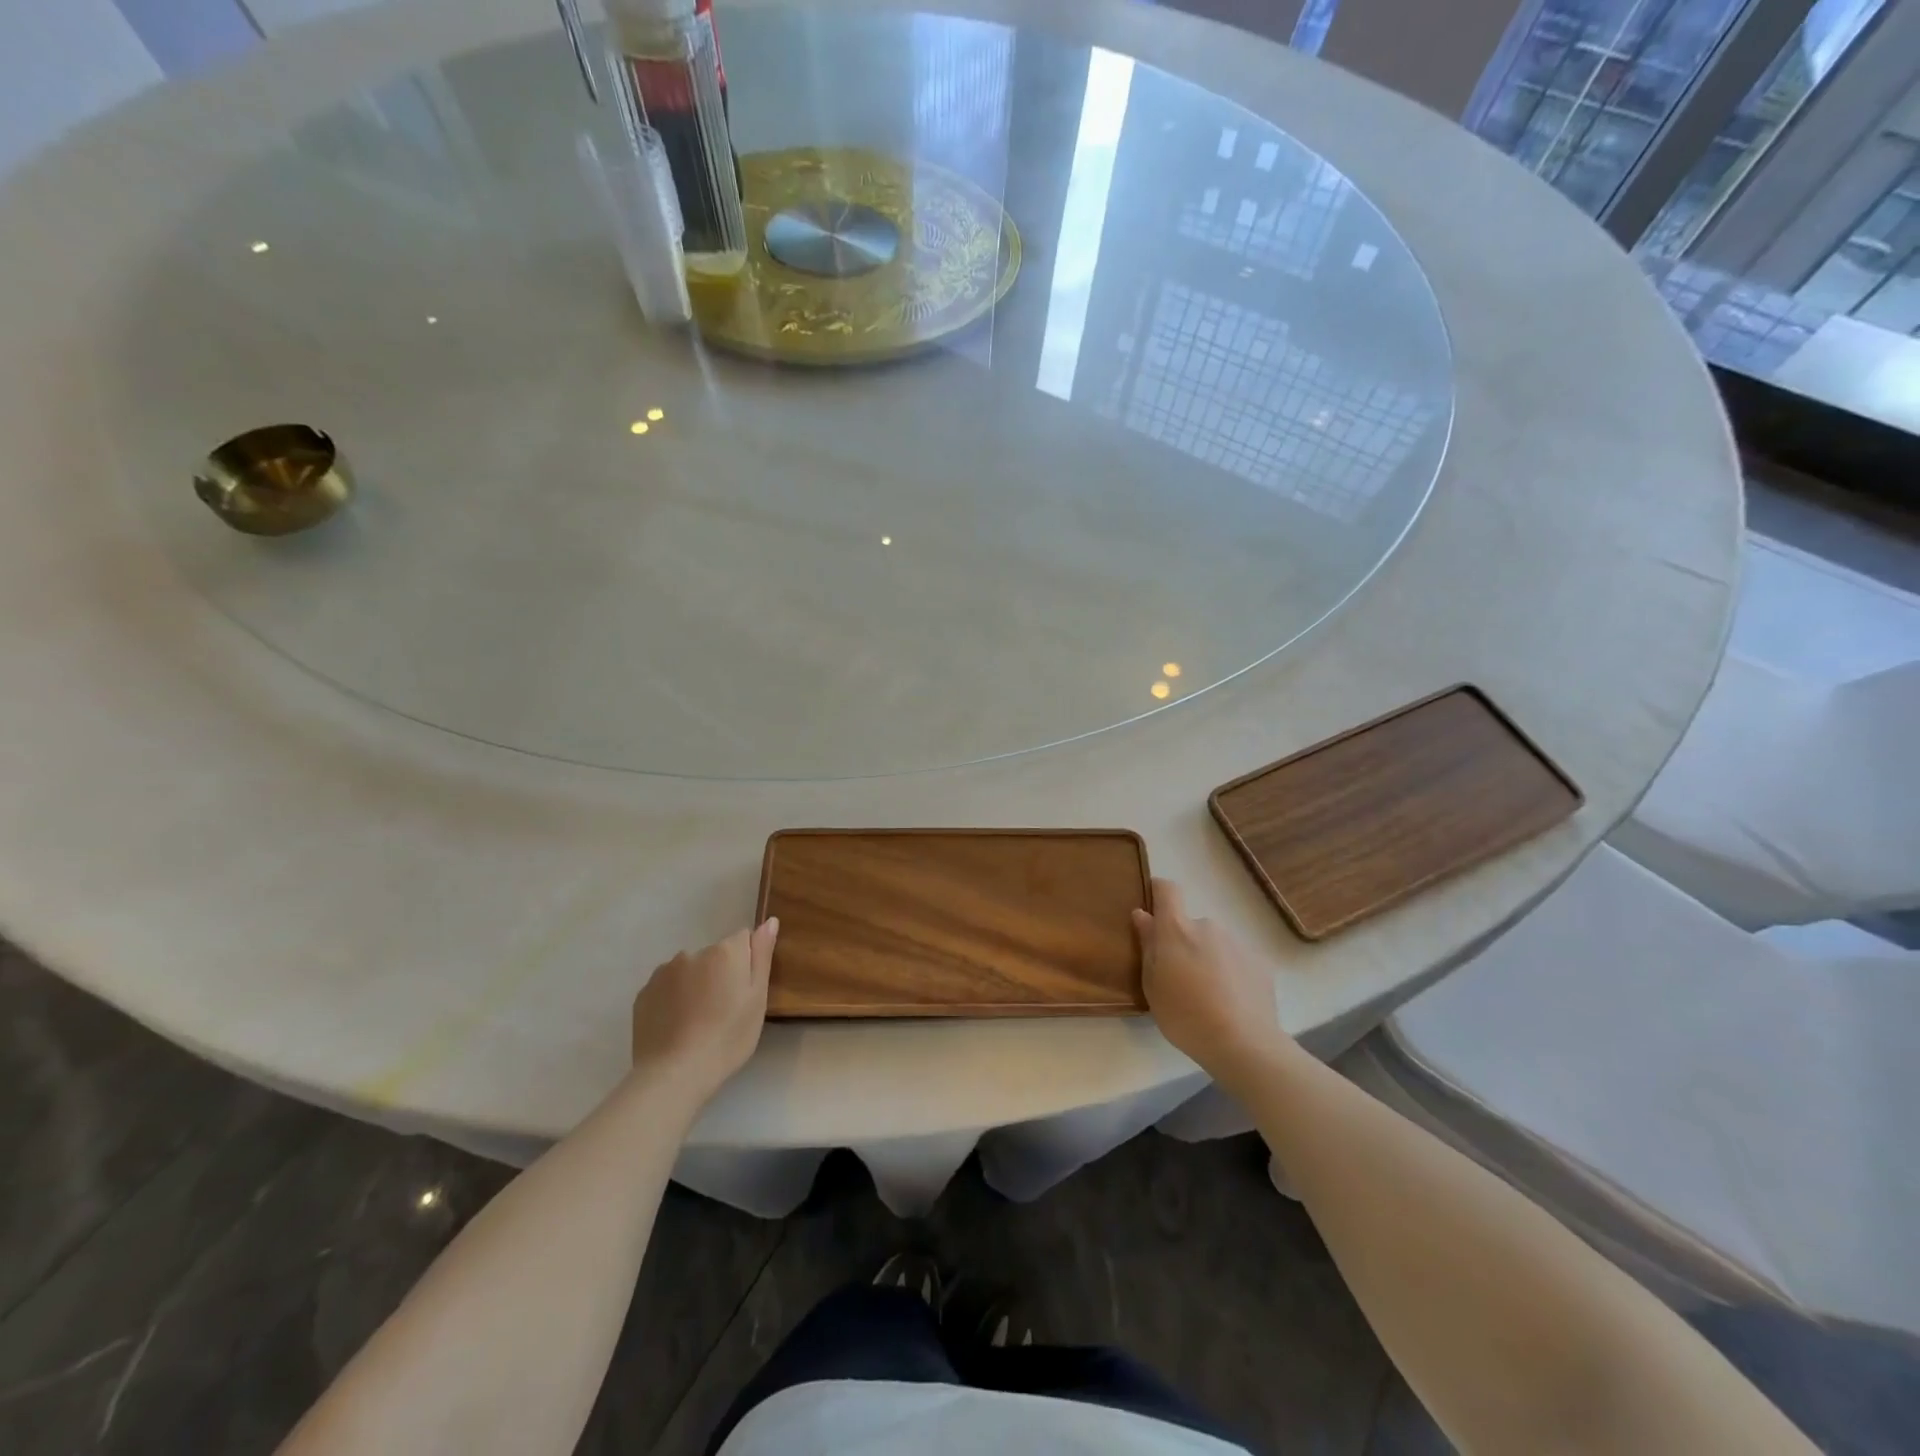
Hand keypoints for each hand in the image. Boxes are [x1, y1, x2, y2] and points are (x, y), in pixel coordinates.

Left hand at [630, 919, 777, 1103]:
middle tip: (723, 1012)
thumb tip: (769, 921)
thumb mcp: (757, 998)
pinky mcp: (643, 994)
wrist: (674, 1075)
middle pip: (714, 956)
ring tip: (697, 1022)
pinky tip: (677, 1026)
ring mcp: (663, 972)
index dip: (746, 964)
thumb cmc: (727, 1037)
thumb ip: (762, 955)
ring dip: (695, 985)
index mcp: (724, 952)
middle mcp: (691, 953)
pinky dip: (673, 999)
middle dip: (720, 974)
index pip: (742, 940)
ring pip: (688, 971)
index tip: (744, 992)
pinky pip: (666, 988)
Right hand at [1133, 879, 1293, 1090]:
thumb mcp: (1153, 985)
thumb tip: (1142, 915)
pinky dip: (1231, 975)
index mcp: (1177, 929)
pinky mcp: (1260, 963)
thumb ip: (1148, 945)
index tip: (1152, 909)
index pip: (1167, 890)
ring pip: (1215, 944)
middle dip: (1185, 944)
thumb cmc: (1185, 1015)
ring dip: (1209, 960)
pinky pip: (1237, 961)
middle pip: (1190, 925)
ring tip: (1209, 997)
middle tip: (1181, 978)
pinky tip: (1232, 1004)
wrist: (1244, 1044)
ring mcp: (1237, 943)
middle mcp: (1208, 926)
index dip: (1158, 892)